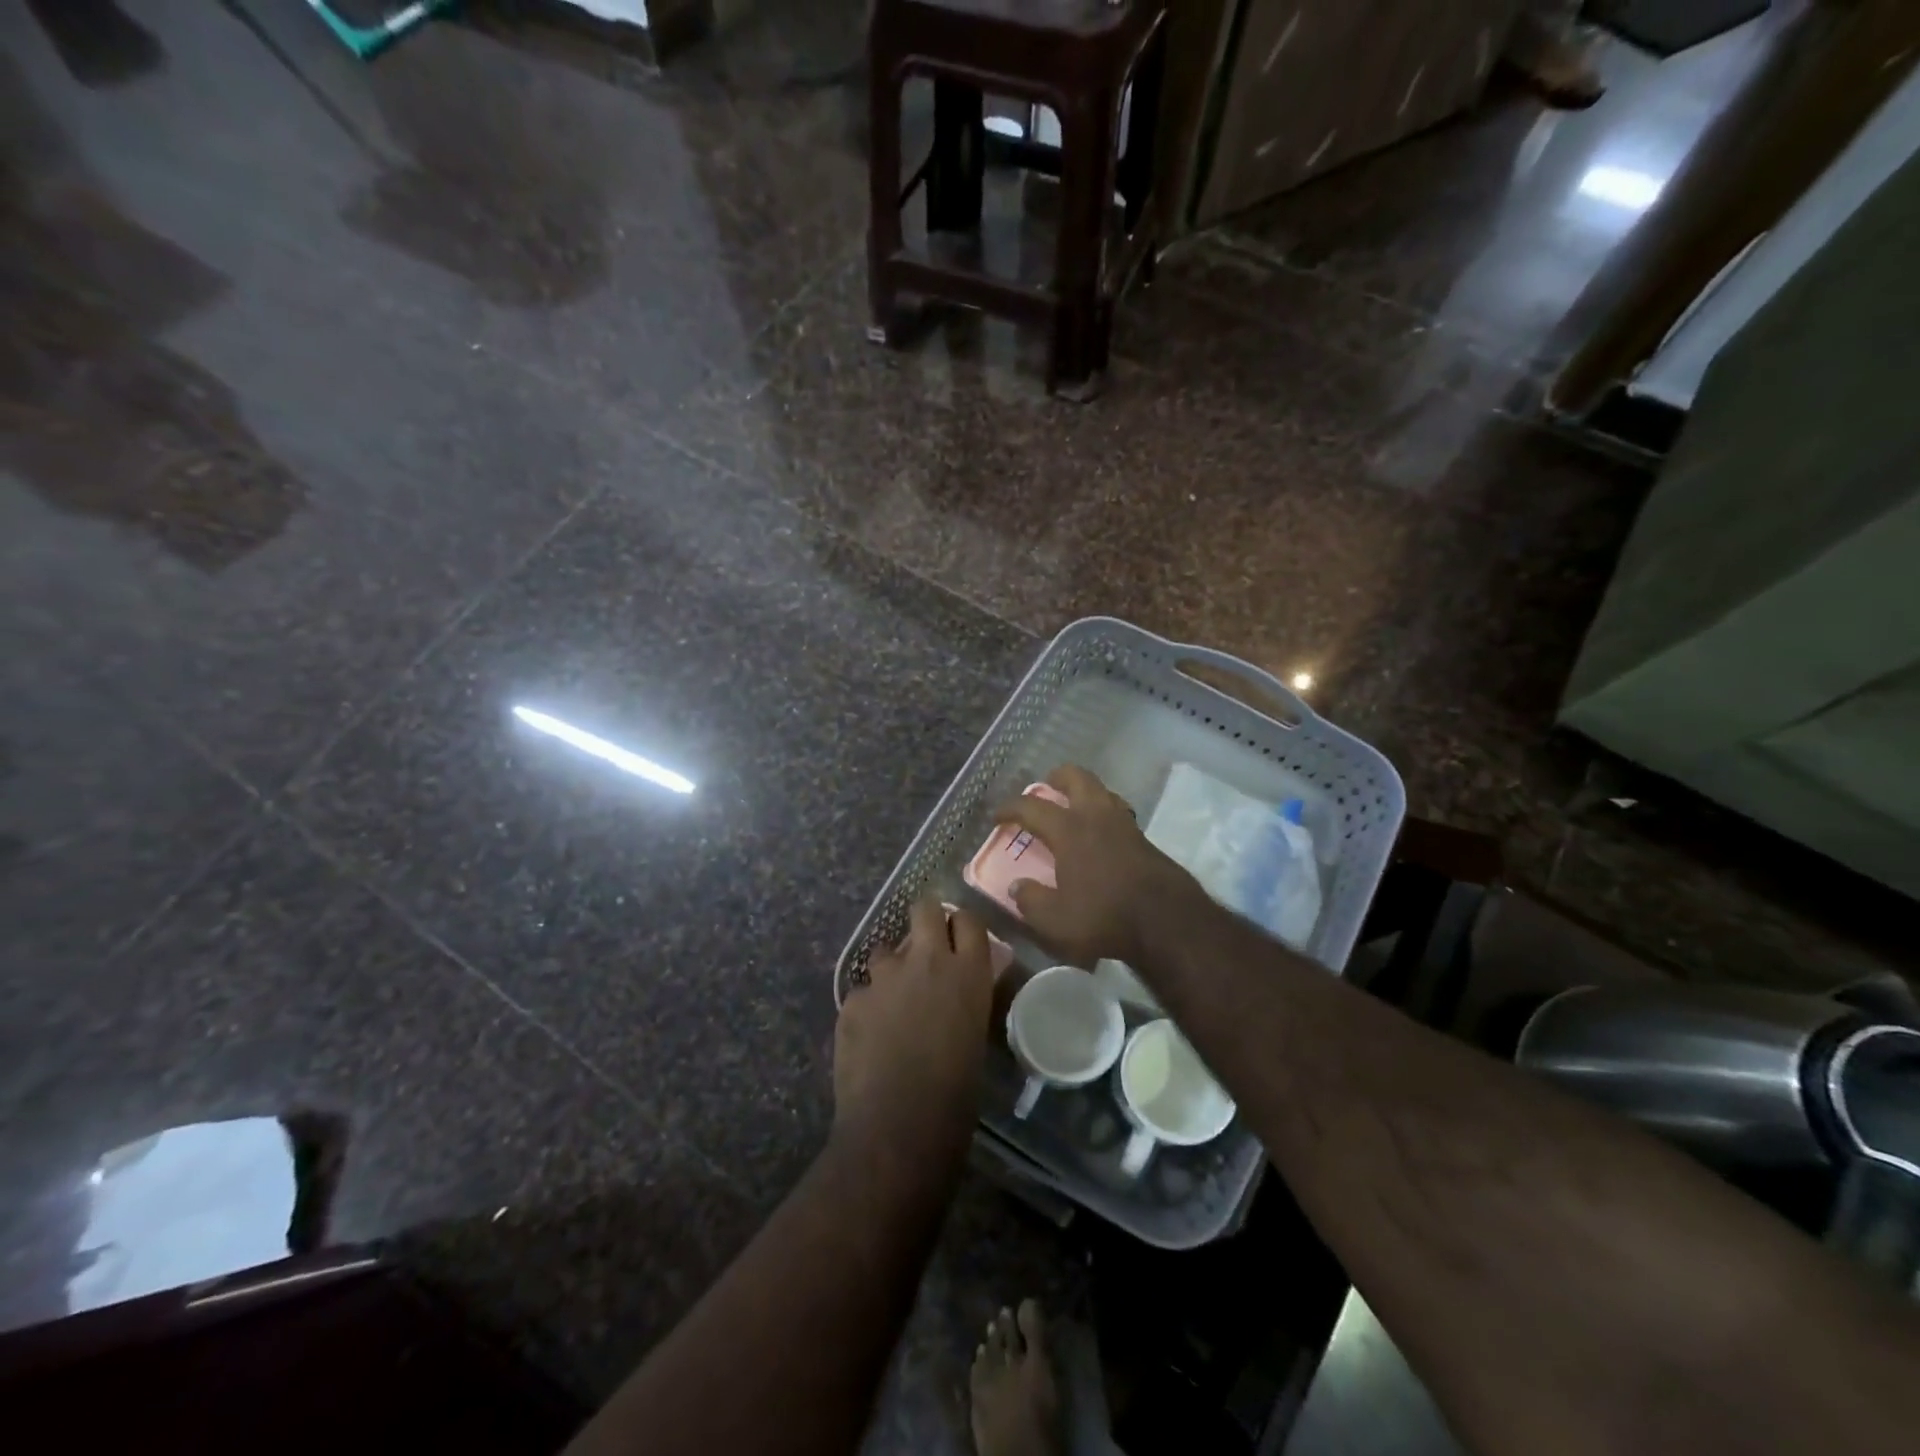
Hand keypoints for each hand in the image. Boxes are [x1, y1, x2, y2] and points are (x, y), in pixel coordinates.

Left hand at [833, 899, 995, 1153]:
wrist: (898, 1127)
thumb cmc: (955, 1094)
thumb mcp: (975, 1035)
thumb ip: (965, 998)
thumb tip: (958, 988)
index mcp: (968, 972)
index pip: (968, 919)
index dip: (961, 925)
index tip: (958, 937)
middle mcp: (927, 961)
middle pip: (923, 909)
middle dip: (924, 918)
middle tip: (925, 944)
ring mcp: (884, 977)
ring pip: (886, 949)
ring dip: (891, 967)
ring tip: (892, 1001)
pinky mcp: (852, 999)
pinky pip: (863, 991)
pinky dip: (868, 1006)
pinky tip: (870, 1037)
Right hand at [992, 765, 1197, 967]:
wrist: (1168, 921)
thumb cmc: (1105, 917)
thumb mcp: (1055, 920)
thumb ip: (1031, 901)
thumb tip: (1017, 887)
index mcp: (1069, 830)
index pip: (1032, 807)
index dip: (1010, 807)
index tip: (998, 816)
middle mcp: (1096, 816)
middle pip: (1076, 777)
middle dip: (1057, 778)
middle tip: (1045, 788)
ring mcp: (1124, 824)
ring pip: (1102, 790)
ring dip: (1084, 792)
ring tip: (1073, 808)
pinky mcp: (1144, 838)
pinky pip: (1118, 812)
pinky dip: (1104, 813)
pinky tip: (1101, 834)